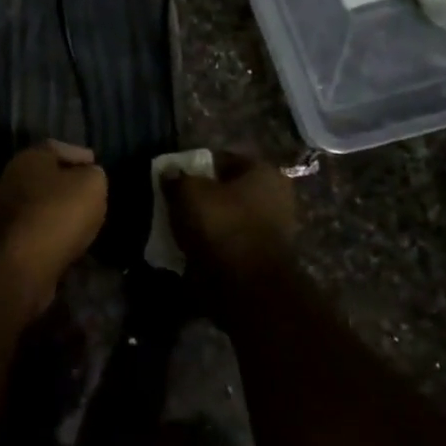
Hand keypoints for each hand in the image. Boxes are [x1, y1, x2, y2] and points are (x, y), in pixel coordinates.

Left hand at [0, 141, 107, 296]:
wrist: (22, 263)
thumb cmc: (59, 213)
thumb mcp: (92, 185)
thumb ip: (93, 174)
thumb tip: (89, 175)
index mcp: (28, 158)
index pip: (57, 147)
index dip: (79, 155)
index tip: (96, 164)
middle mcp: (8, 178)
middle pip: (42, 175)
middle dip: (64, 182)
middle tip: (87, 192)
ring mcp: (0, 209)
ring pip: (34, 202)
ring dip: (54, 208)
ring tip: (78, 218)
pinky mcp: (0, 239)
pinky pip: (30, 227)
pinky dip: (46, 230)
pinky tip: (62, 238)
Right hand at [164, 153, 297, 284]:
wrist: (246, 286)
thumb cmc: (221, 226)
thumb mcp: (188, 192)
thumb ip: (177, 178)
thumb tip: (169, 172)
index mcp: (263, 172)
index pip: (222, 159)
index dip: (194, 166)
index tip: (174, 178)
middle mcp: (275, 196)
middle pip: (226, 190)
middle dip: (201, 196)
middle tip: (174, 203)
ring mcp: (272, 230)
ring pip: (228, 218)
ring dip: (205, 222)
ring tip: (178, 228)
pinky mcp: (261, 258)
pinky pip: (230, 243)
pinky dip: (212, 245)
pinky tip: (190, 249)